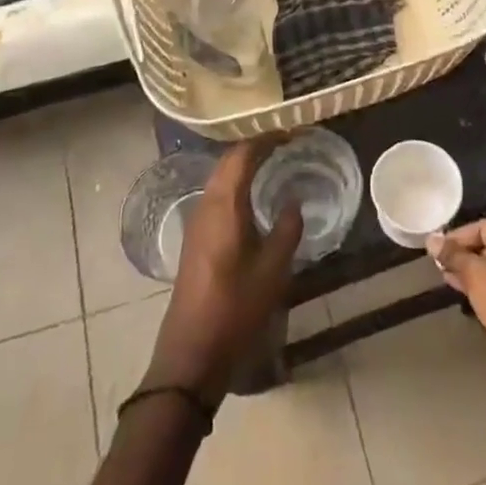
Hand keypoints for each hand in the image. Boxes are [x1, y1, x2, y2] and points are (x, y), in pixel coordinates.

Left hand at [146, 138, 302, 406]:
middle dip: (256, 147)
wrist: (191, 352)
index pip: (243, 154)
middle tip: (286, 142)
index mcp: (224, 204)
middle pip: (228, 161)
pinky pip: (217, 195)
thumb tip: (294, 200)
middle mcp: (206, 205)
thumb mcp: (273, 269)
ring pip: (221, 179)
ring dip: (244, 165)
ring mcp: (197, 222)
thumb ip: (288, 228)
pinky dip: (237, 184)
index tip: (292, 132)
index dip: (267, 138)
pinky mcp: (196, 239)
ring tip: (274, 162)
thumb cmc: (236, 307)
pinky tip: (253, 197)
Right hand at [428, 219, 485, 416]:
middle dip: (461, 254)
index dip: (456, 236)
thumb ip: (452, 254)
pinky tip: (462, 294)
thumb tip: (431, 239)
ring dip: (468, 272)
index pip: (481, 226)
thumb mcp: (473, 272)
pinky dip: (480, 288)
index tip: (435, 250)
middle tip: (438, 265)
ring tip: (445, 278)